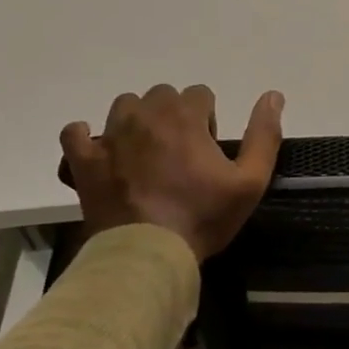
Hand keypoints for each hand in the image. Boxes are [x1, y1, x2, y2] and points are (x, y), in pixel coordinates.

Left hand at [58, 84, 283, 261]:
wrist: (149, 254)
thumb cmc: (203, 217)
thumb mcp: (250, 180)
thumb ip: (264, 135)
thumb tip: (273, 96)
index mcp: (185, 117)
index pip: (200, 93)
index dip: (208, 119)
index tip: (208, 150)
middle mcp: (146, 116)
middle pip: (162, 95)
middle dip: (174, 116)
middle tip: (181, 154)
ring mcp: (110, 136)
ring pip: (124, 106)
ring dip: (137, 121)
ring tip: (146, 154)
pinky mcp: (85, 161)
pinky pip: (75, 133)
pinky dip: (87, 138)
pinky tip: (102, 154)